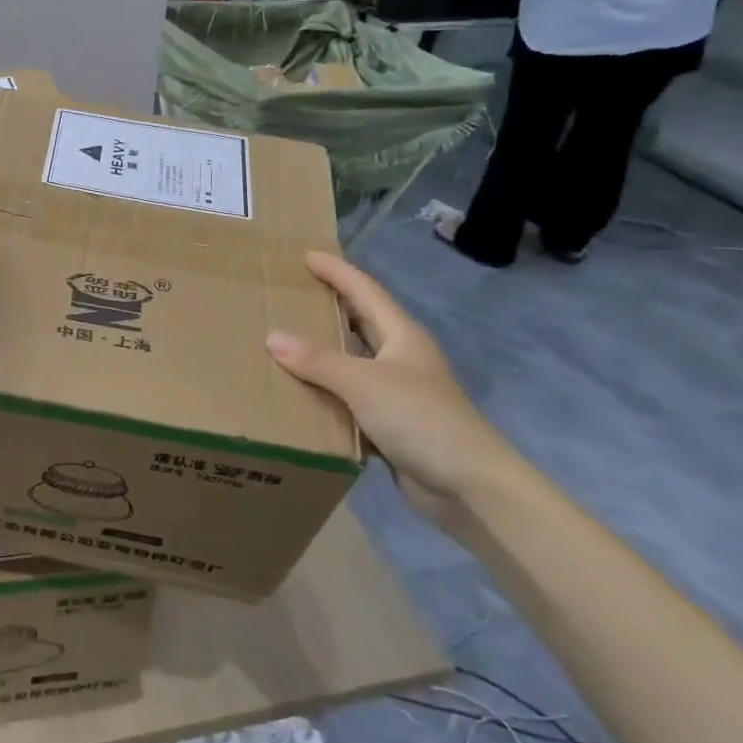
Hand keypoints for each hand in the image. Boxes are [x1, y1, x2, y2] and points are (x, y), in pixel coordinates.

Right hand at [266, 251, 521, 526]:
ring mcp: (398, 390)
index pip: (363, 290)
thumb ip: (317, 360)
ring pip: (355, 359)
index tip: (304, 255)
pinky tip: (302, 391)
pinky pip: (351, 396)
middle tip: (291, 292)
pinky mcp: (392, 423)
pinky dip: (328, 389)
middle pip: (361, 320)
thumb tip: (272, 337)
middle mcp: (401, 356)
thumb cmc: (421, 419)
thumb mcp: (364, 383)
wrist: (470, 486)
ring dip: (325, 349)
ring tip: (286, 338)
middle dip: (329, 303)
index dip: (336, 270)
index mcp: (402, 335)